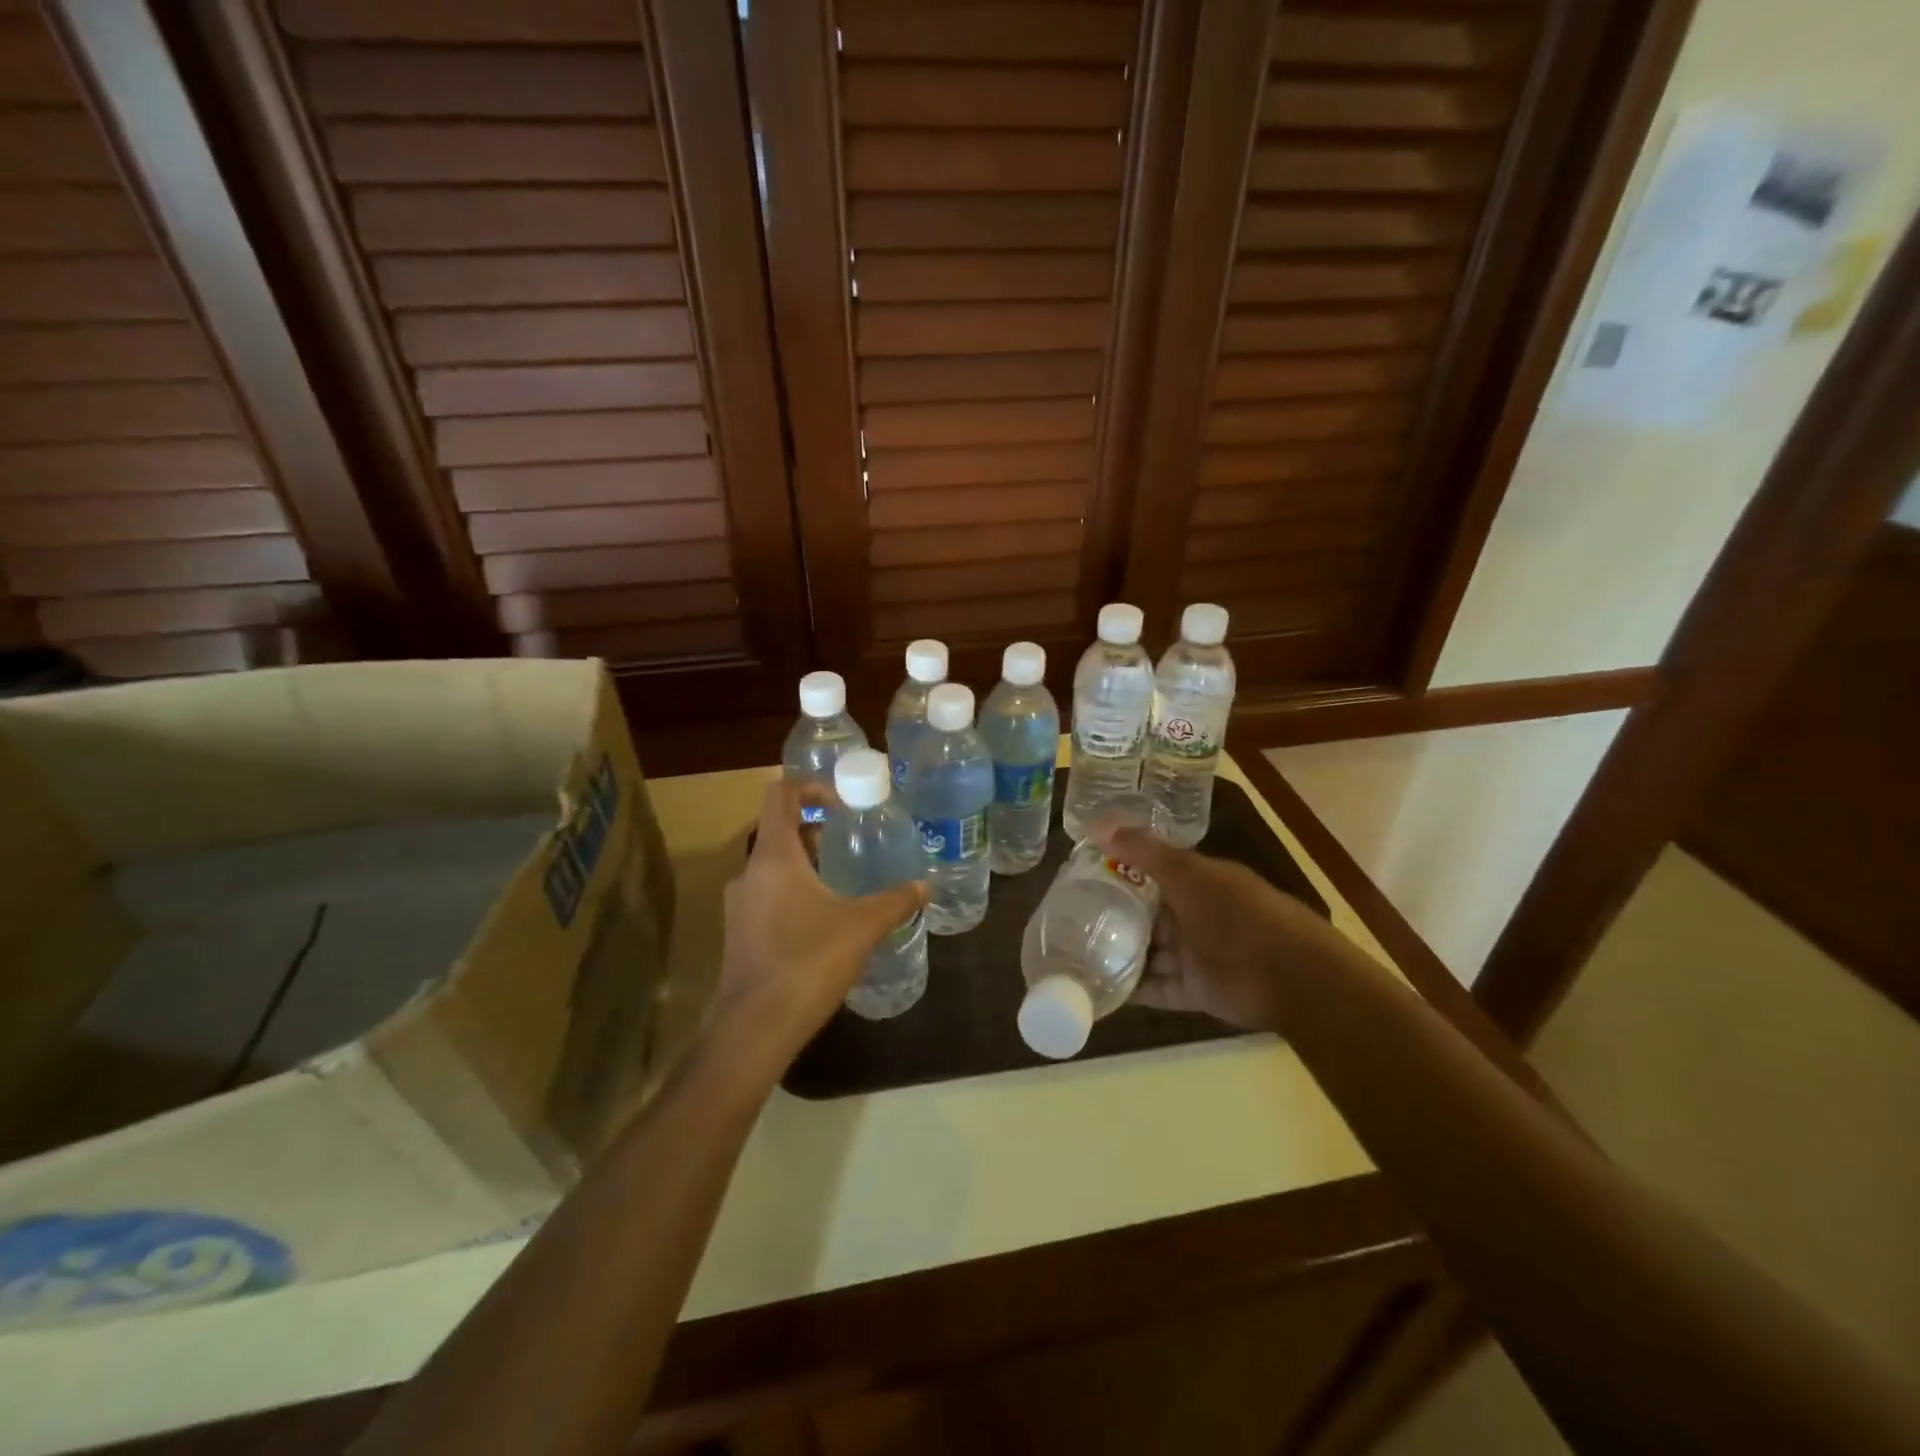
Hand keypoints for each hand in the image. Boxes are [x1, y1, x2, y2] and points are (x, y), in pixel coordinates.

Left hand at [711, 780, 928, 1070]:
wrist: (754, 1028)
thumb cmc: (808, 962)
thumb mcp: (861, 927)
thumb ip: (895, 901)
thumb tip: (924, 886)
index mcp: (774, 856)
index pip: (780, 795)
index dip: (810, 786)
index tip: (842, 802)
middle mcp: (749, 872)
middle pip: (778, 829)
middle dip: (814, 828)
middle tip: (850, 840)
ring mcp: (738, 904)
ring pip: (771, 865)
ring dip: (804, 862)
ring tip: (841, 879)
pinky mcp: (738, 933)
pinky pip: (766, 894)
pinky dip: (793, 891)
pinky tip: (822, 920)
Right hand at [1095, 822, 1334, 1032]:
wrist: (1288, 975)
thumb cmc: (1236, 913)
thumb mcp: (1187, 873)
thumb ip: (1144, 851)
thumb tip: (1097, 824)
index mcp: (1196, 882)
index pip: (1151, 874)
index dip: (1119, 872)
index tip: (1080, 874)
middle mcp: (1193, 916)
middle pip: (1146, 915)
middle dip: (1113, 916)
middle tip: (1068, 917)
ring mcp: (1194, 955)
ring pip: (1148, 952)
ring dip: (1119, 953)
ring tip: (1075, 953)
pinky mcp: (1194, 991)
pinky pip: (1156, 988)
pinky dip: (1132, 989)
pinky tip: (1097, 987)